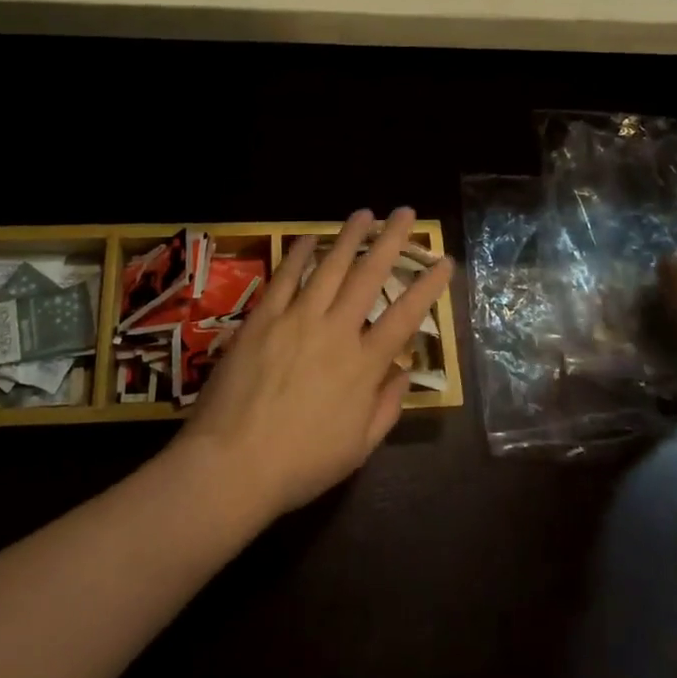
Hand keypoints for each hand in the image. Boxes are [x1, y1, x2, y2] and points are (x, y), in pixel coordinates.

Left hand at [174, 208, 453, 523]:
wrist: (232, 463)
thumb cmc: (300, 464)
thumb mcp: (358, 449)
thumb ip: (386, 407)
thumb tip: (403, 373)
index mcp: (363, 366)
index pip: (404, 316)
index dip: (427, 287)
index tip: (444, 261)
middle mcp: (335, 331)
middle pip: (369, 276)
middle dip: (391, 241)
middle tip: (405, 213)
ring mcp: (296, 319)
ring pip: (329, 267)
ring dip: (349, 237)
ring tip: (364, 213)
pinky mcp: (263, 318)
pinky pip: (285, 277)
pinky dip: (299, 255)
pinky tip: (310, 238)